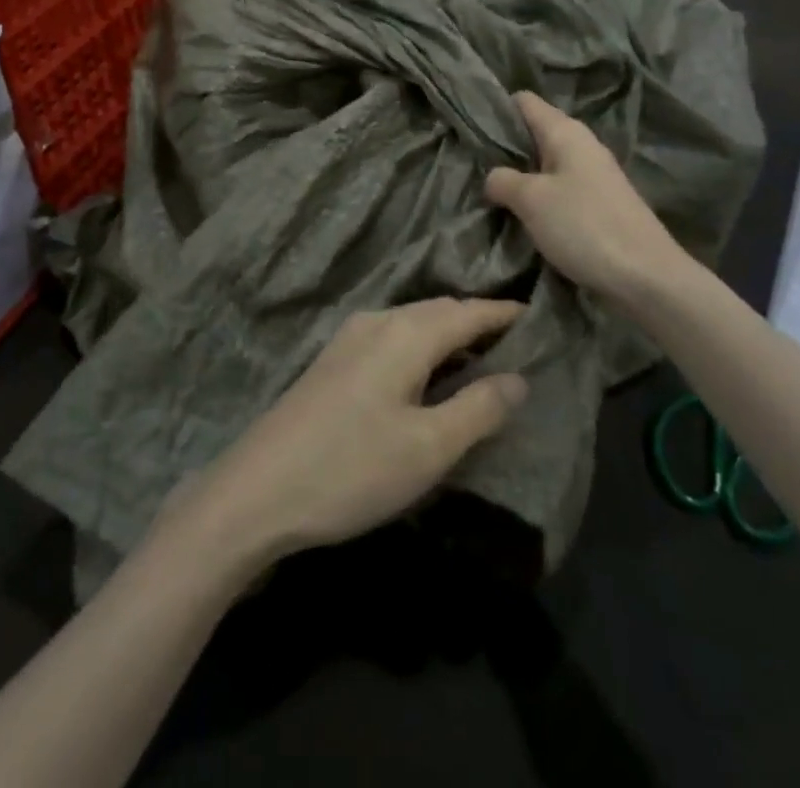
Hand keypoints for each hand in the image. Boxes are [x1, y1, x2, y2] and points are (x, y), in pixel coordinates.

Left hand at [180, 298, 528, 568]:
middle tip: (517, 343)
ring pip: (414, 323)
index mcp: (405, 333)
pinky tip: (429, 376)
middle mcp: (377, 321)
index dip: (504, 314)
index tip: (539, 318)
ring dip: (449, 335)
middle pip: (440, 311)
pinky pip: (392, 338)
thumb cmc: (353, 468)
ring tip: (482, 360)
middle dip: (478, 321)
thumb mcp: (428, 448)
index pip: (468, 311)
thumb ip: (479, 408)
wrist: (260, 488)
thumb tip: (519, 377)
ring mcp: (349, 338)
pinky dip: (422, 346)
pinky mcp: (333, 360)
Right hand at [485, 91, 704, 306]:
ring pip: (544, 162)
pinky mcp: (598, 202)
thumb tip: (492, 177)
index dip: (495, 109)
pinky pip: (558, 186)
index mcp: (565, 132)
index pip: (523, 101)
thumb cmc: (584, 227)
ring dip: (519, 174)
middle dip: (503, 146)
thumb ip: (502, 179)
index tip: (467, 128)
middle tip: (471, 164)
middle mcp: (581, 144)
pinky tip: (521, 213)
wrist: (647, 277)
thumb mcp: (531, 200)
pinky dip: (537, 195)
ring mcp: (593, 174)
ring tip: (490, 190)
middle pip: (533, 132)